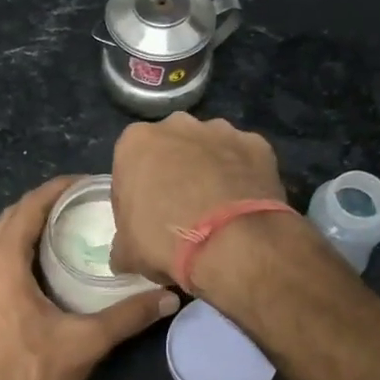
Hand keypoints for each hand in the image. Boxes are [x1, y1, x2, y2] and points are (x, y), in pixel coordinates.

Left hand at [0, 176, 178, 379]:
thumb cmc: (28, 377)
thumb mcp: (84, 344)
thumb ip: (128, 315)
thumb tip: (170, 297)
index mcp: (0, 261)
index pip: (29, 206)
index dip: (58, 189)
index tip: (87, 183)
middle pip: (9, 219)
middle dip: (43, 206)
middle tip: (81, 207)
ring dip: (24, 230)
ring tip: (61, 232)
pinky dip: (8, 254)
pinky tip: (32, 271)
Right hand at [110, 115, 286, 282]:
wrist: (232, 245)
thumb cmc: (166, 241)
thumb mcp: (127, 252)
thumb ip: (122, 244)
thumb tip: (124, 254)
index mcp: (136, 142)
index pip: (129, 166)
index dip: (135, 195)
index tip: (144, 220)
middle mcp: (177, 125)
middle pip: (170, 150)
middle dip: (173, 173)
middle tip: (180, 213)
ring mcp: (221, 130)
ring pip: (209, 150)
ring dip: (209, 171)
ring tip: (217, 211)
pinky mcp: (257, 144)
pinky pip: (244, 160)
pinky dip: (242, 177)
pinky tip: (244, 206)